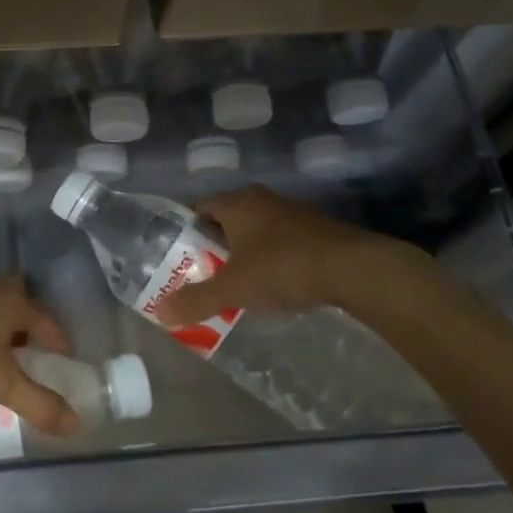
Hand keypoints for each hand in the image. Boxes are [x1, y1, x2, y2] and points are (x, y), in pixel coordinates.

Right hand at [158, 186, 446, 327]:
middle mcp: (261, 199)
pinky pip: (279, 239)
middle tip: (201, 272)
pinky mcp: (314, 228)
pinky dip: (270, 256)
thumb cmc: (282, 268)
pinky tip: (273, 281)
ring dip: (243, 251)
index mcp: (236, 203)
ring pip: (255, 229)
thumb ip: (197, 300)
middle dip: (213, 244)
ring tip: (234, 281)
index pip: (198, 207)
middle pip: (226, 218)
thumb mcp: (233, 288)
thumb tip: (159, 312)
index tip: (176, 255)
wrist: (353, 268)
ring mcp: (290, 212)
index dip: (184, 230)